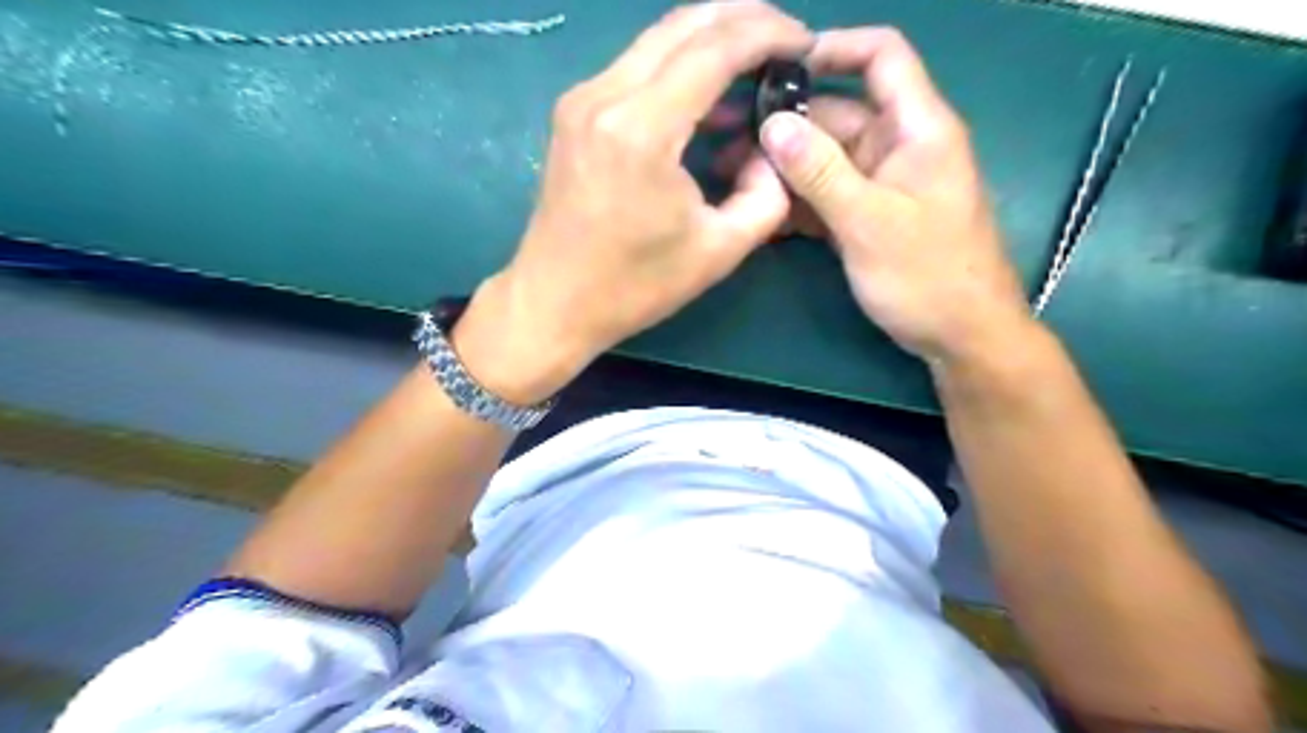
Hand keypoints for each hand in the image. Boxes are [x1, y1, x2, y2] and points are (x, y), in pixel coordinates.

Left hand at [457, 2, 812, 402]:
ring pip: (657, 39)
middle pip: (684, 23)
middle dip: (744, 18)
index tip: (806, 43)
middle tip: (786, 40)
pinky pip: (637, 66)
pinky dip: (679, 65)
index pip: (716, 47)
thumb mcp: (719, 250)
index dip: (769, 34)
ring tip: (756, 61)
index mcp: (641, 129)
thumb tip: (772, 150)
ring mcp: (582, 99)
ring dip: (711, 38)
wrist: (554, 302)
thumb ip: (767, 195)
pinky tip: (708, 92)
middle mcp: (604, 96)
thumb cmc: (634, 286)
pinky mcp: (573, 112)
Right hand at [757, 25, 1031, 362]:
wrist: (961, 338)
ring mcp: (882, 184)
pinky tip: (764, 215)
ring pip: (827, 160)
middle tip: (730, 148)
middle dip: (787, 128)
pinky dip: (799, 202)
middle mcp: (899, 146)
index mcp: (917, 128)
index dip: (834, 49)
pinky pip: (828, 196)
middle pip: (838, 115)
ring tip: (736, 182)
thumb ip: (820, 172)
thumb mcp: (869, 222)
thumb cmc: (928, 276)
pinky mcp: (869, 217)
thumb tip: (772, 125)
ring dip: (786, 170)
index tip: (778, 68)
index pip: (882, 57)